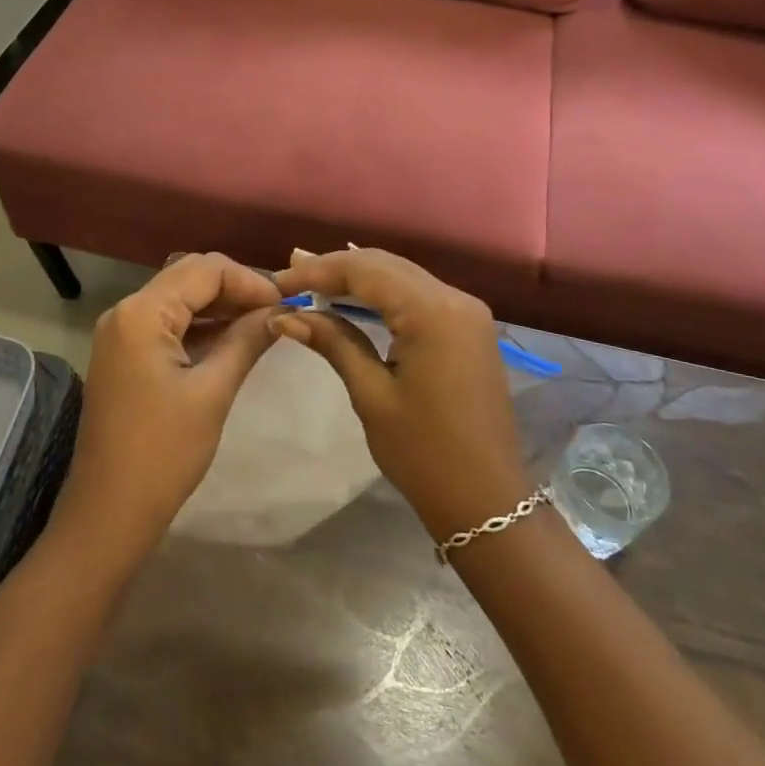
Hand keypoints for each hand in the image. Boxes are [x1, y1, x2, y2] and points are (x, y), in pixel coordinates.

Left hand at [53, 253, 281, 564]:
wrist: (108, 513)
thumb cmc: (162, 454)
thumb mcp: (212, 392)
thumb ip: (246, 341)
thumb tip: (280, 311)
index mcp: (141, 313)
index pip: (205, 269)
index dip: (250, 281)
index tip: (285, 305)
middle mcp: (126, 311)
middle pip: (190, 277)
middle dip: (236, 289)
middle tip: (277, 313)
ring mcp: (122, 333)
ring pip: (180, 299)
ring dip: (221, 307)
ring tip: (264, 325)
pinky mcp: (125, 355)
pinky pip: (169, 324)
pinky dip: (202, 326)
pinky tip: (234, 340)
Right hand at [272, 249, 529, 542]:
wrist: (486, 500)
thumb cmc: (424, 453)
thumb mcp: (372, 395)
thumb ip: (333, 343)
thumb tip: (285, 315)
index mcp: (434, 311)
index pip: (365, 270)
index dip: (318, 271)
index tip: (278, 283)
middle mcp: (456, 298)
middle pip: (385, 265)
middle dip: (336, 268)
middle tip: (290, 276)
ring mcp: (467, 311)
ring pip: (402, 275)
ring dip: (358, 277)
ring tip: (311, 280)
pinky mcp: (469, 327)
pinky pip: (419, 294)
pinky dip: (383, 292)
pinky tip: (353, 297)